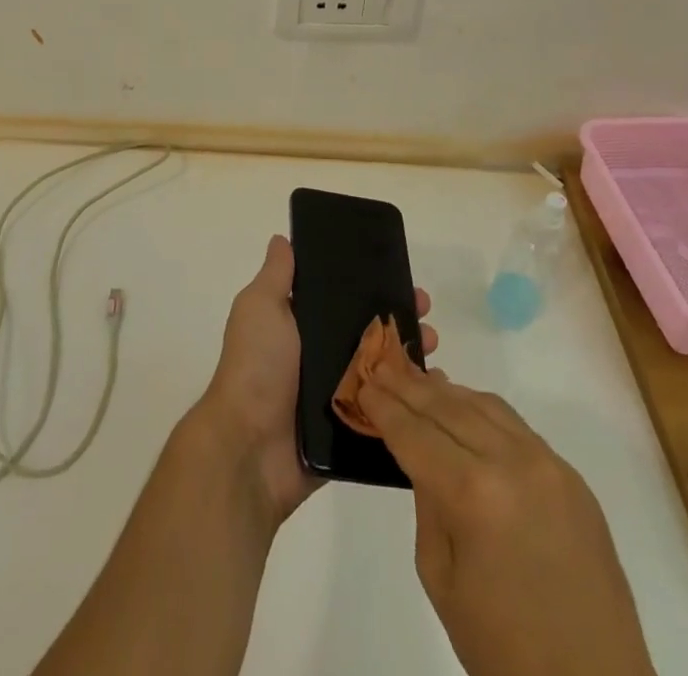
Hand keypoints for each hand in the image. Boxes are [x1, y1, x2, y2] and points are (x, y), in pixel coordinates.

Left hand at [193, 234, 436, 526]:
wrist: (250, 447)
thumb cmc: (256, 366)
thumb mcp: (260, 308)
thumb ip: (276, 276)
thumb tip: (282, 239)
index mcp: (302, 326)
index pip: (345, 299)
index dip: (372, 285)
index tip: (402, 276)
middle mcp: (322, 357)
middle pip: (370, 333)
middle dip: (400, 320)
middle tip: (426, 313)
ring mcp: (339, 395)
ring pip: (385, 371)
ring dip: (411, 358)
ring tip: (434, 349)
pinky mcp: (353, 431)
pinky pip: (389, 414)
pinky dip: (411, 403)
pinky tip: (437, 392)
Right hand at [357, 356, 653, 675]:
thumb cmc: (503, 649)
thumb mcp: (441, 579)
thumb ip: (428, 504)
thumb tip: (423, 456)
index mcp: (473, 495)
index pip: (416, 434)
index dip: (385, 407)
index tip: (364, 383)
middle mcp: (512, 463)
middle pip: (448, 408)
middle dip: (410, 387)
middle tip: (382, 366)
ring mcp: (547, 464)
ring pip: (484, 405)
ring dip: (447, 392)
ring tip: (418, 381)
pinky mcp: (571, 476)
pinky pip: (516, 426)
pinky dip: (483, 410)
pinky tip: (465, 409)